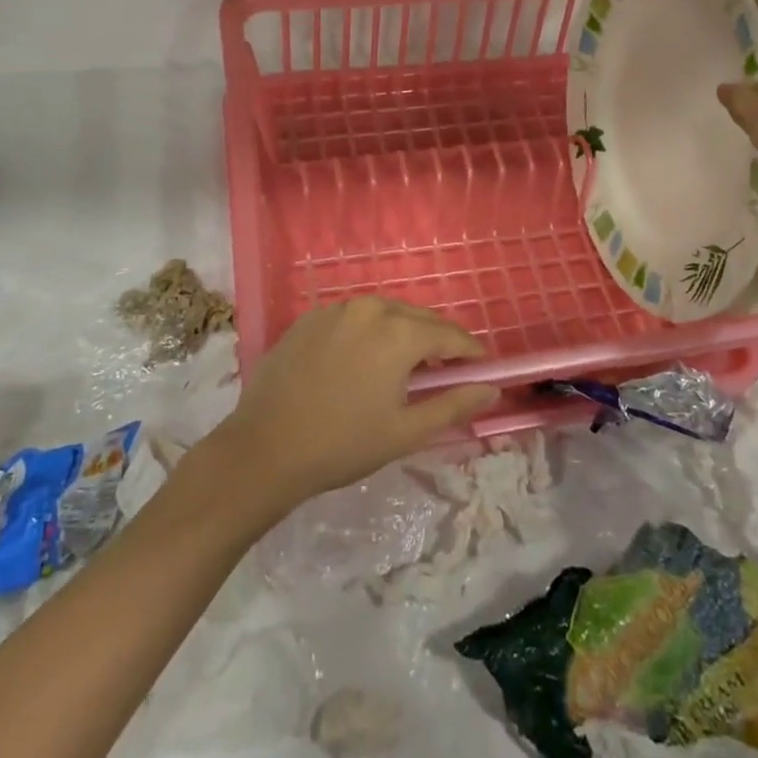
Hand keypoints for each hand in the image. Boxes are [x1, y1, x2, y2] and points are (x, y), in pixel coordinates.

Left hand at [207, 298, 499, 510]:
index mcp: (398, 333)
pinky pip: (353, 317)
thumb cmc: (342, 444)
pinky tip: (364, 359)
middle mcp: (369, 308)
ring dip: (403, 332)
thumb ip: (454, 405)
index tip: (482, 368)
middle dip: (438, 340)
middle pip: (418, 318)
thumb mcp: (406, 431)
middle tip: (448, 369)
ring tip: (407, 364)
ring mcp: (335, 309)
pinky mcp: (308, 318)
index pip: (449, 335)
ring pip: (385, 313)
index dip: (470, 352)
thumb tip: (492, 389)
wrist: (264, 450)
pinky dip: (369, 331)